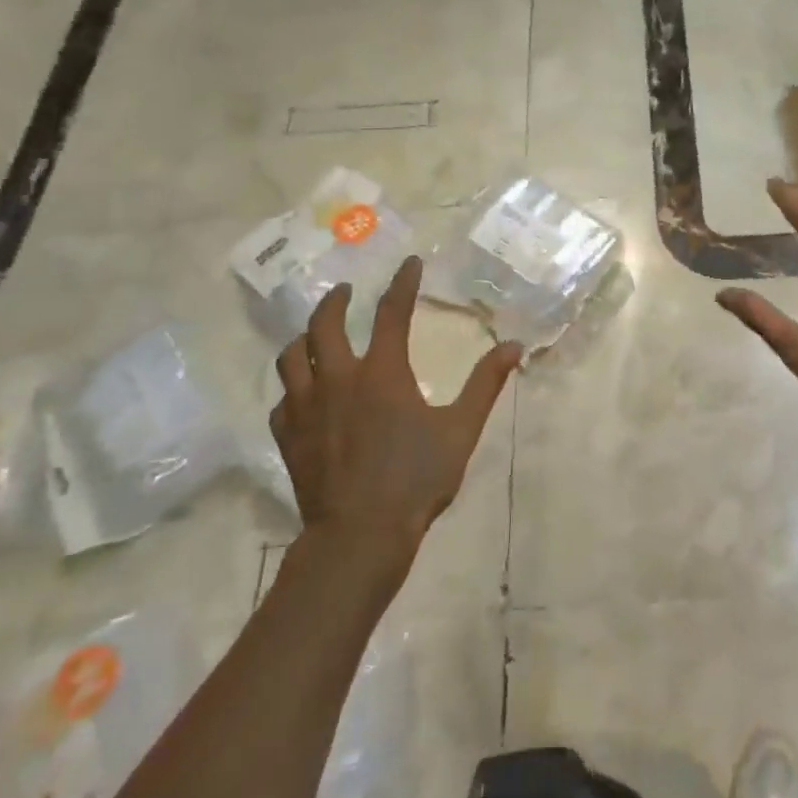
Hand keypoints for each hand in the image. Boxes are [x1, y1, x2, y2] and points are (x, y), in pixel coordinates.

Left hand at [270, 256, 521, 584]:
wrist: (359, 534)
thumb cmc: (416, 479)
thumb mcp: (461, 430)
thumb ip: (485, 384)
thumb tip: (514, 346)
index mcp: (382, 373)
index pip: (392, 312)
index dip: (402, 283)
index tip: (409, 263)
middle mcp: (339, 379)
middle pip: (325, 324)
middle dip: (335, 301)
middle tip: (345, 291)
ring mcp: (307, 408)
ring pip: (292, 357)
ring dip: (304, 337)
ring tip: (315, 334)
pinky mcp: (289, 436)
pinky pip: (283, 399)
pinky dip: (294, 387)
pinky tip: (303, 394)